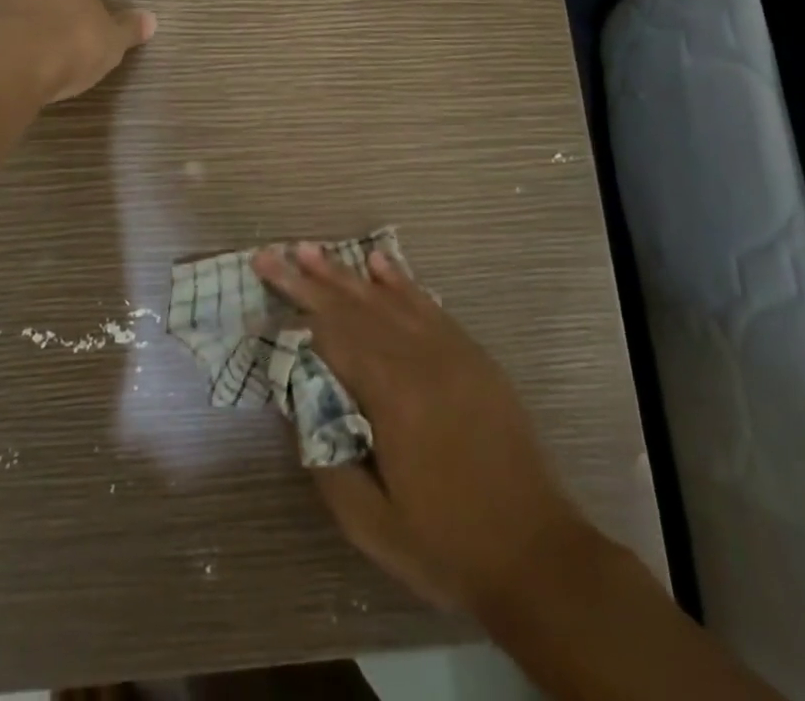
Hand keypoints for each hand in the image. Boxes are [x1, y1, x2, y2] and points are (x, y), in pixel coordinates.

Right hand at [252, 244, 600, 617]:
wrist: (538, 555)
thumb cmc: (448, 545)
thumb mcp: (372, 525)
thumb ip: (327, 463)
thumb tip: (300, 410)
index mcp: (392, 396)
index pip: (332, 335)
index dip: (296, 307)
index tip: (267, 281)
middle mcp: (420, 360)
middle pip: (354, 307)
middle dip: (309, 279)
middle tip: (273, 252)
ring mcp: (451, 352)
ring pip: (388, 299)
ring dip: (346, 273)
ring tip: (311, 250)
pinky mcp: (473, 356)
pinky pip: (428, 306)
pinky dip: (400, 282)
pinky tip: (379, 264)